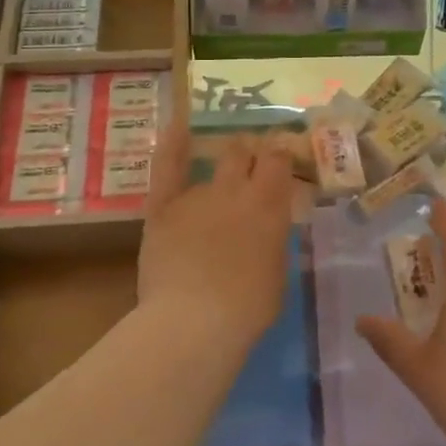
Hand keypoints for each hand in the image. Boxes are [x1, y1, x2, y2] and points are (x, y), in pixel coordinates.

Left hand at [138, 125, 293, 351]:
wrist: (194, 321)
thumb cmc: (247, 308)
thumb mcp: (277, 272)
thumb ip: (273, 240)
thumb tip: (268, 228)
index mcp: (269, 204)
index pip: (279, 159)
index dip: (281, 154)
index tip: (282, 158)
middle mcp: (236, 189)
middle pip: (245, 151)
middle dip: (251, 151)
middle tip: (253, 161)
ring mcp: (197, 195)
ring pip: (214, 163)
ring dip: (223, 162)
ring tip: (226, 162)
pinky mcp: (163, 207)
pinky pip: (167, 168)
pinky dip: (172, 144)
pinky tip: (177, 124)